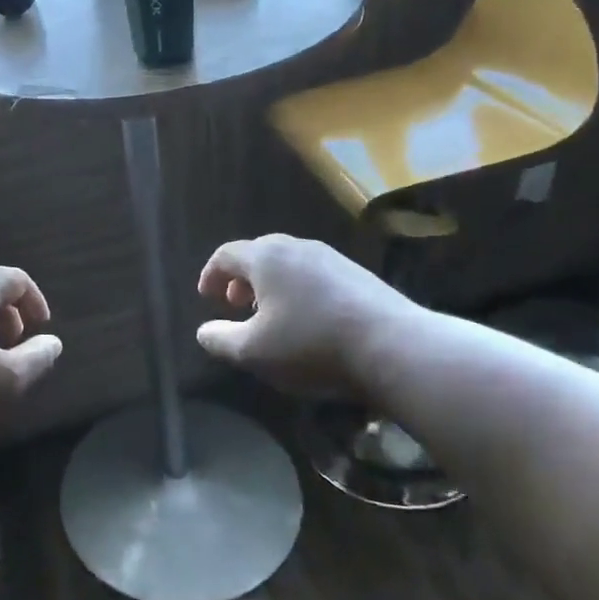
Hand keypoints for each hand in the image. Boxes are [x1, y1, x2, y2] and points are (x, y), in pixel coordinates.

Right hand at [194, 234, 418, 401]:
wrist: (394, 347)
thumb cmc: (311, 345)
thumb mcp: (253, 351)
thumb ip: (221, 339)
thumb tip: (204, 331)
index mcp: (267, 257)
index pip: (227, 254)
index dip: (211, 274)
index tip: (207, 297)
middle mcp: (298, 248)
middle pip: (260, 253)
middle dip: (242, 278)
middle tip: (237, 304)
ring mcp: (333, 258)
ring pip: (290, 264)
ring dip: (272, 285)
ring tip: (272, 316)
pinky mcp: (359, 275)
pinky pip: (315, 275)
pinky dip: (299, 290)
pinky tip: (309, 320)